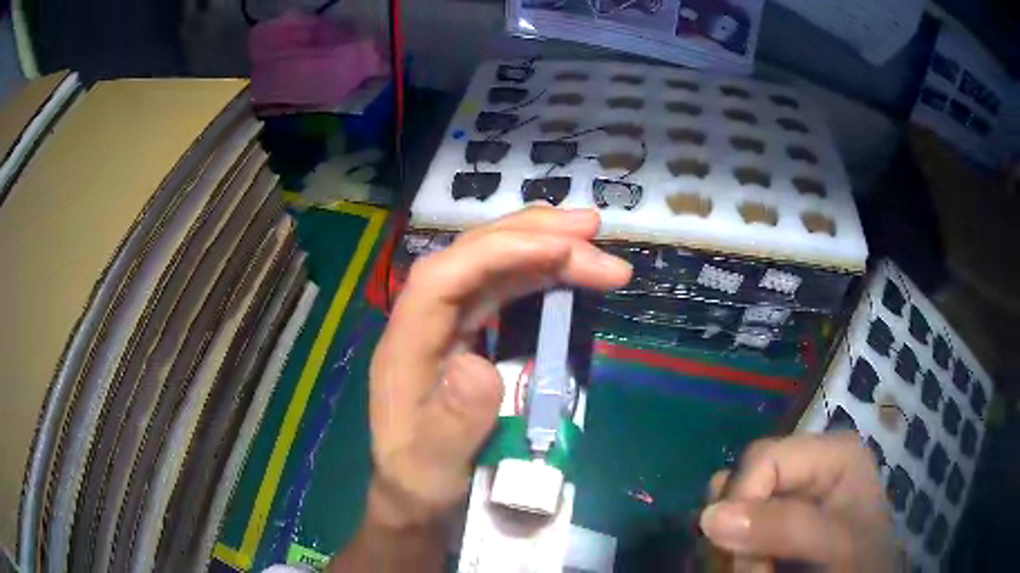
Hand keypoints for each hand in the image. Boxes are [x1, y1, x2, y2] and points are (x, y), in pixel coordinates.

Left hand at [367, 207, 631, 528]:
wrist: (415, 496)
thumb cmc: (421, 482)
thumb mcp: (434, 467)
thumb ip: (454, 423)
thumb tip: (480, 365)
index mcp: (406, 346)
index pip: (445, 277)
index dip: (500, 251)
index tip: (564, 248)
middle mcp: (424, 323)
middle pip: (471, 258)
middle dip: (531, 236)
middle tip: (593, 229)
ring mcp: (446, 326)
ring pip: (490, 267)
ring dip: (539, 246)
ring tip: (591, 239)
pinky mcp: (466, 335)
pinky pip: (501, 291)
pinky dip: (537, 274)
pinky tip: (565, 269)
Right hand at [700, 433, 897, 571]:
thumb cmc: (861, 565)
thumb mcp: (835, 546)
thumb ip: (787, 528)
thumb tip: (710, 516)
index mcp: (832, 454)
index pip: (763, 458)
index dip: (740, 503)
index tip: (740, 558)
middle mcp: (807, 467)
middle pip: (742, 481)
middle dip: (732, 529)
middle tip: (747, 569)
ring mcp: (788, 497)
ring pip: (728, 507)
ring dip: (726, 544)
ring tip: (750, 571)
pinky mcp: (773, 522)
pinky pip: (729, 528)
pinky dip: (728, 551)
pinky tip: (750, 569)